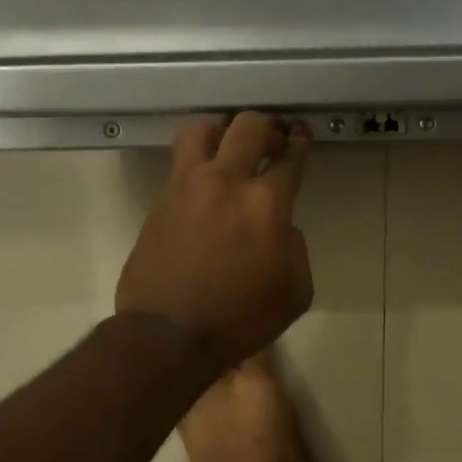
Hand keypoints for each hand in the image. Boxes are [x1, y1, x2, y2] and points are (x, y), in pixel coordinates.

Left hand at [118, 112, 314, 368]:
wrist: (170, 335)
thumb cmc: (241, 318)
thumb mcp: (295, 291)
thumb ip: (295, 247)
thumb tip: (281, 228)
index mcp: (266, 203)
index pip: (289, 158)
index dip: (299, 143)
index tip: (301, 137)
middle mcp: (225, 182)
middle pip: (247, 127)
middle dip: (267, 126)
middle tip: (273, 137)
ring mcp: (186, 187)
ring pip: (202, 129)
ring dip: (222, 131)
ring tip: (230, 147)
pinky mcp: (160, 201)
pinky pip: (180, 163)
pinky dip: (198, 162)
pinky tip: (207, 182)